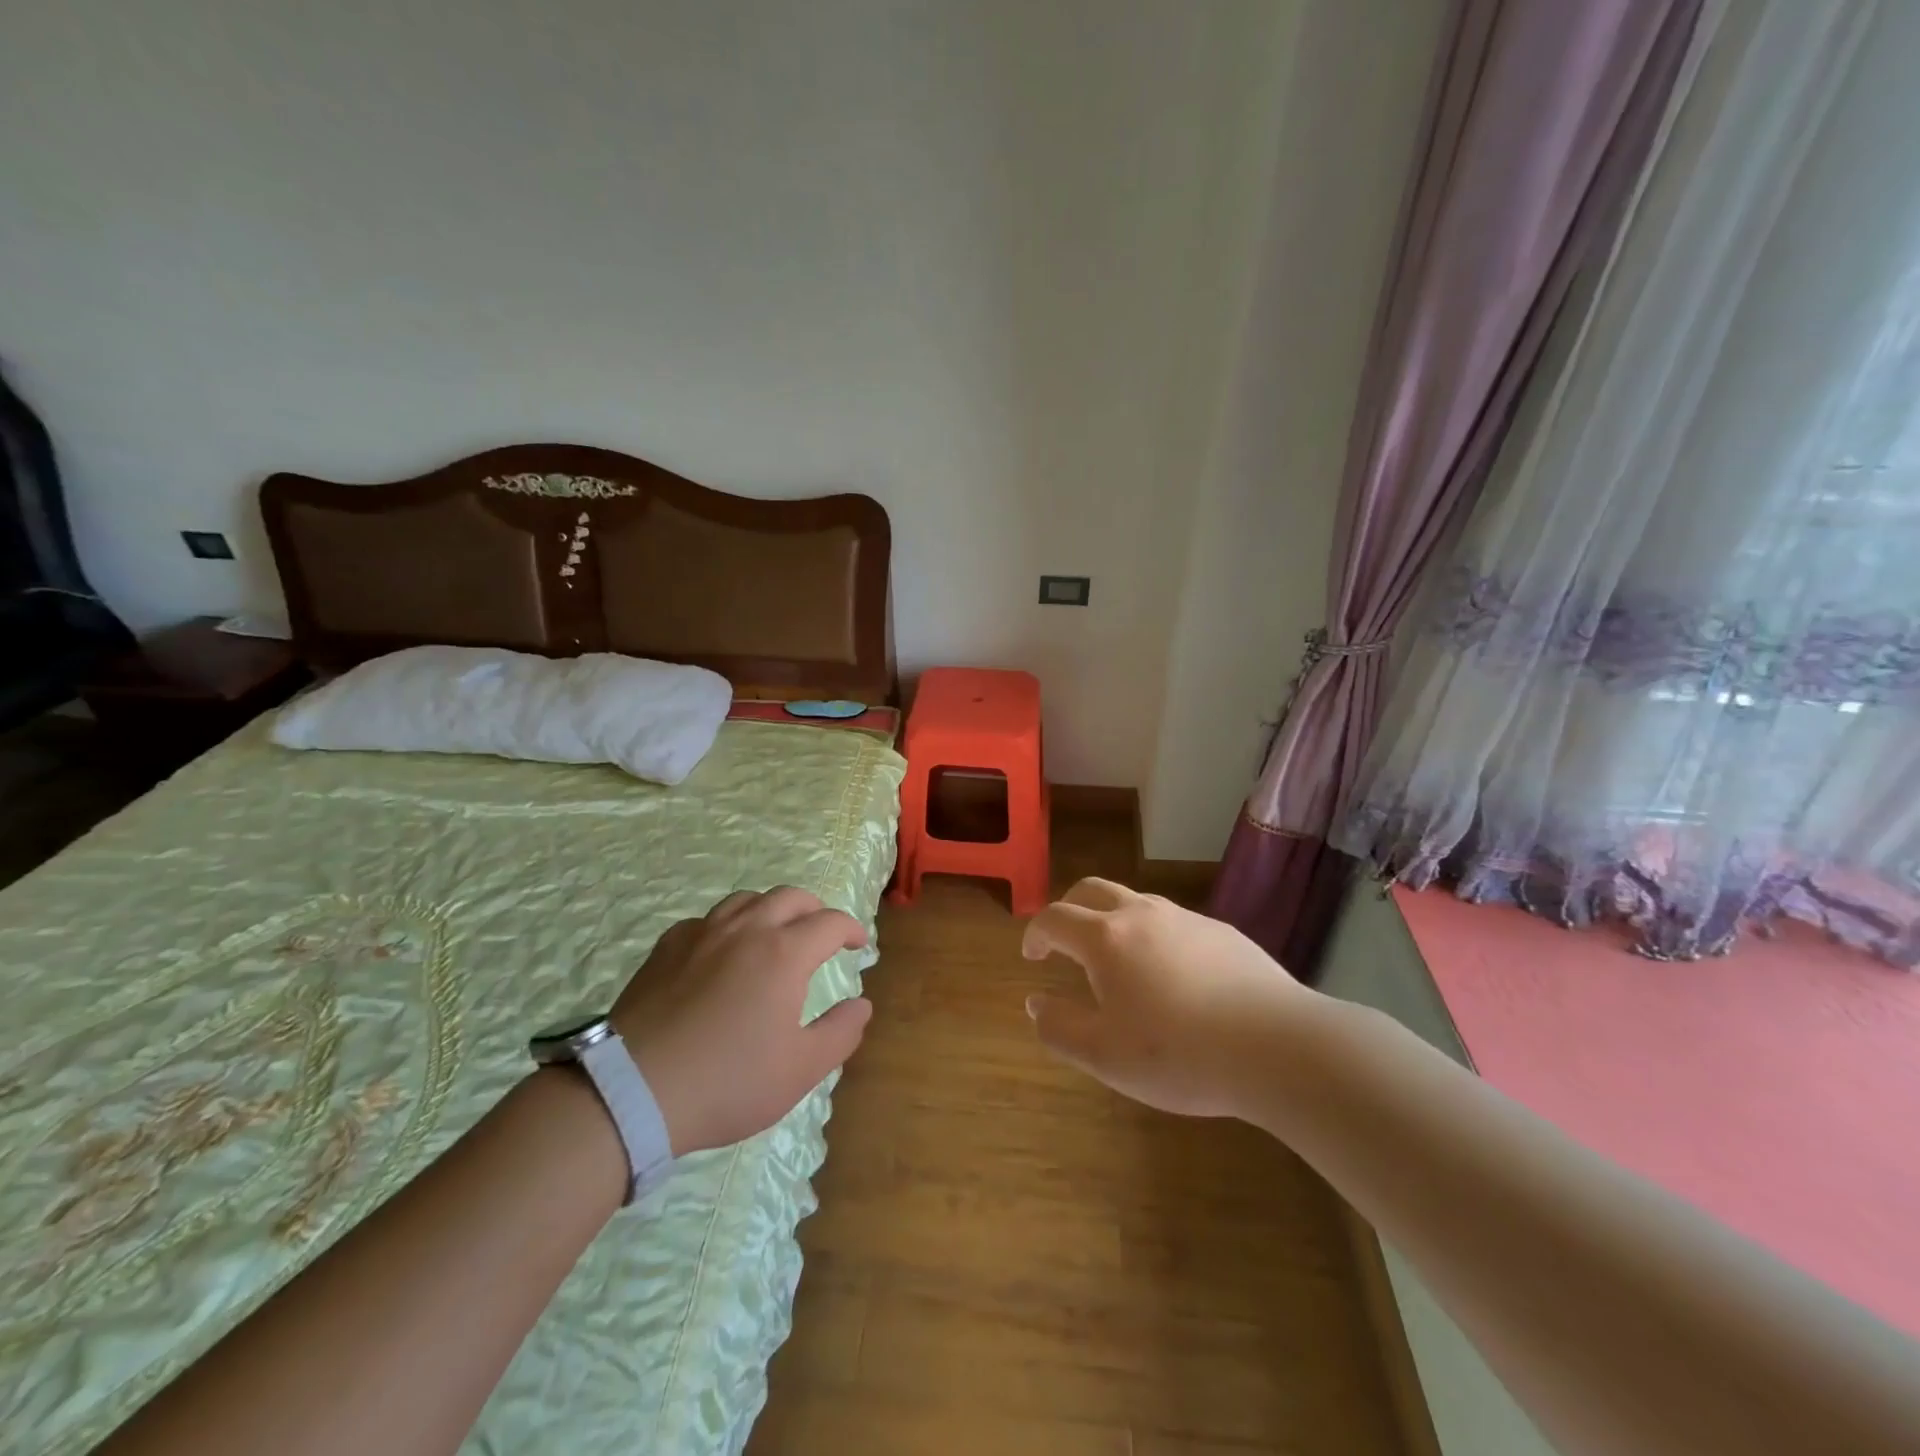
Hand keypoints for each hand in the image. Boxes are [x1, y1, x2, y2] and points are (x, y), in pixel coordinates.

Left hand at [611, 888, 871, 1155]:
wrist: (631, 1091)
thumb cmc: (727, 1081)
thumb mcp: (799, 1070)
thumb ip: (840, 1033)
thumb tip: (861, 1004)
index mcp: (784, 953)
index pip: (830, 923)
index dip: (851, 929)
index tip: (858, 945)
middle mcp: (746, 930)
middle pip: (790, 897)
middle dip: (815, 910)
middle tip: (822, 933)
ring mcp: (702, 934)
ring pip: (746, 900)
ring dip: (771, 909)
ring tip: (774, 933)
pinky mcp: (666, 948)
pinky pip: (706, 920)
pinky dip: (727, 926)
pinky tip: (721, 951)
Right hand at [1022, 877, 1311, 1118]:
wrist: (1277, 1046)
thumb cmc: (1179, 1054)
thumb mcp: (1104, 1056)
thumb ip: (1060, 1028)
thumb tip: (1035, 1003)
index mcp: (1106, 938)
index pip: (1055, 918)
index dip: (1036, 932)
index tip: (1032, 955)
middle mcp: (1142, 914)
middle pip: (1091, 890)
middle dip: (1069, 909)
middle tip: (1063, 939)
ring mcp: (1186, 918)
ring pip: (1135, 902)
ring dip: (1112, 920)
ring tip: (1118, 960)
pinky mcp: (1222, 932)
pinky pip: (1173, 922)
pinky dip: (1154, 935)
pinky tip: (1173, 976)